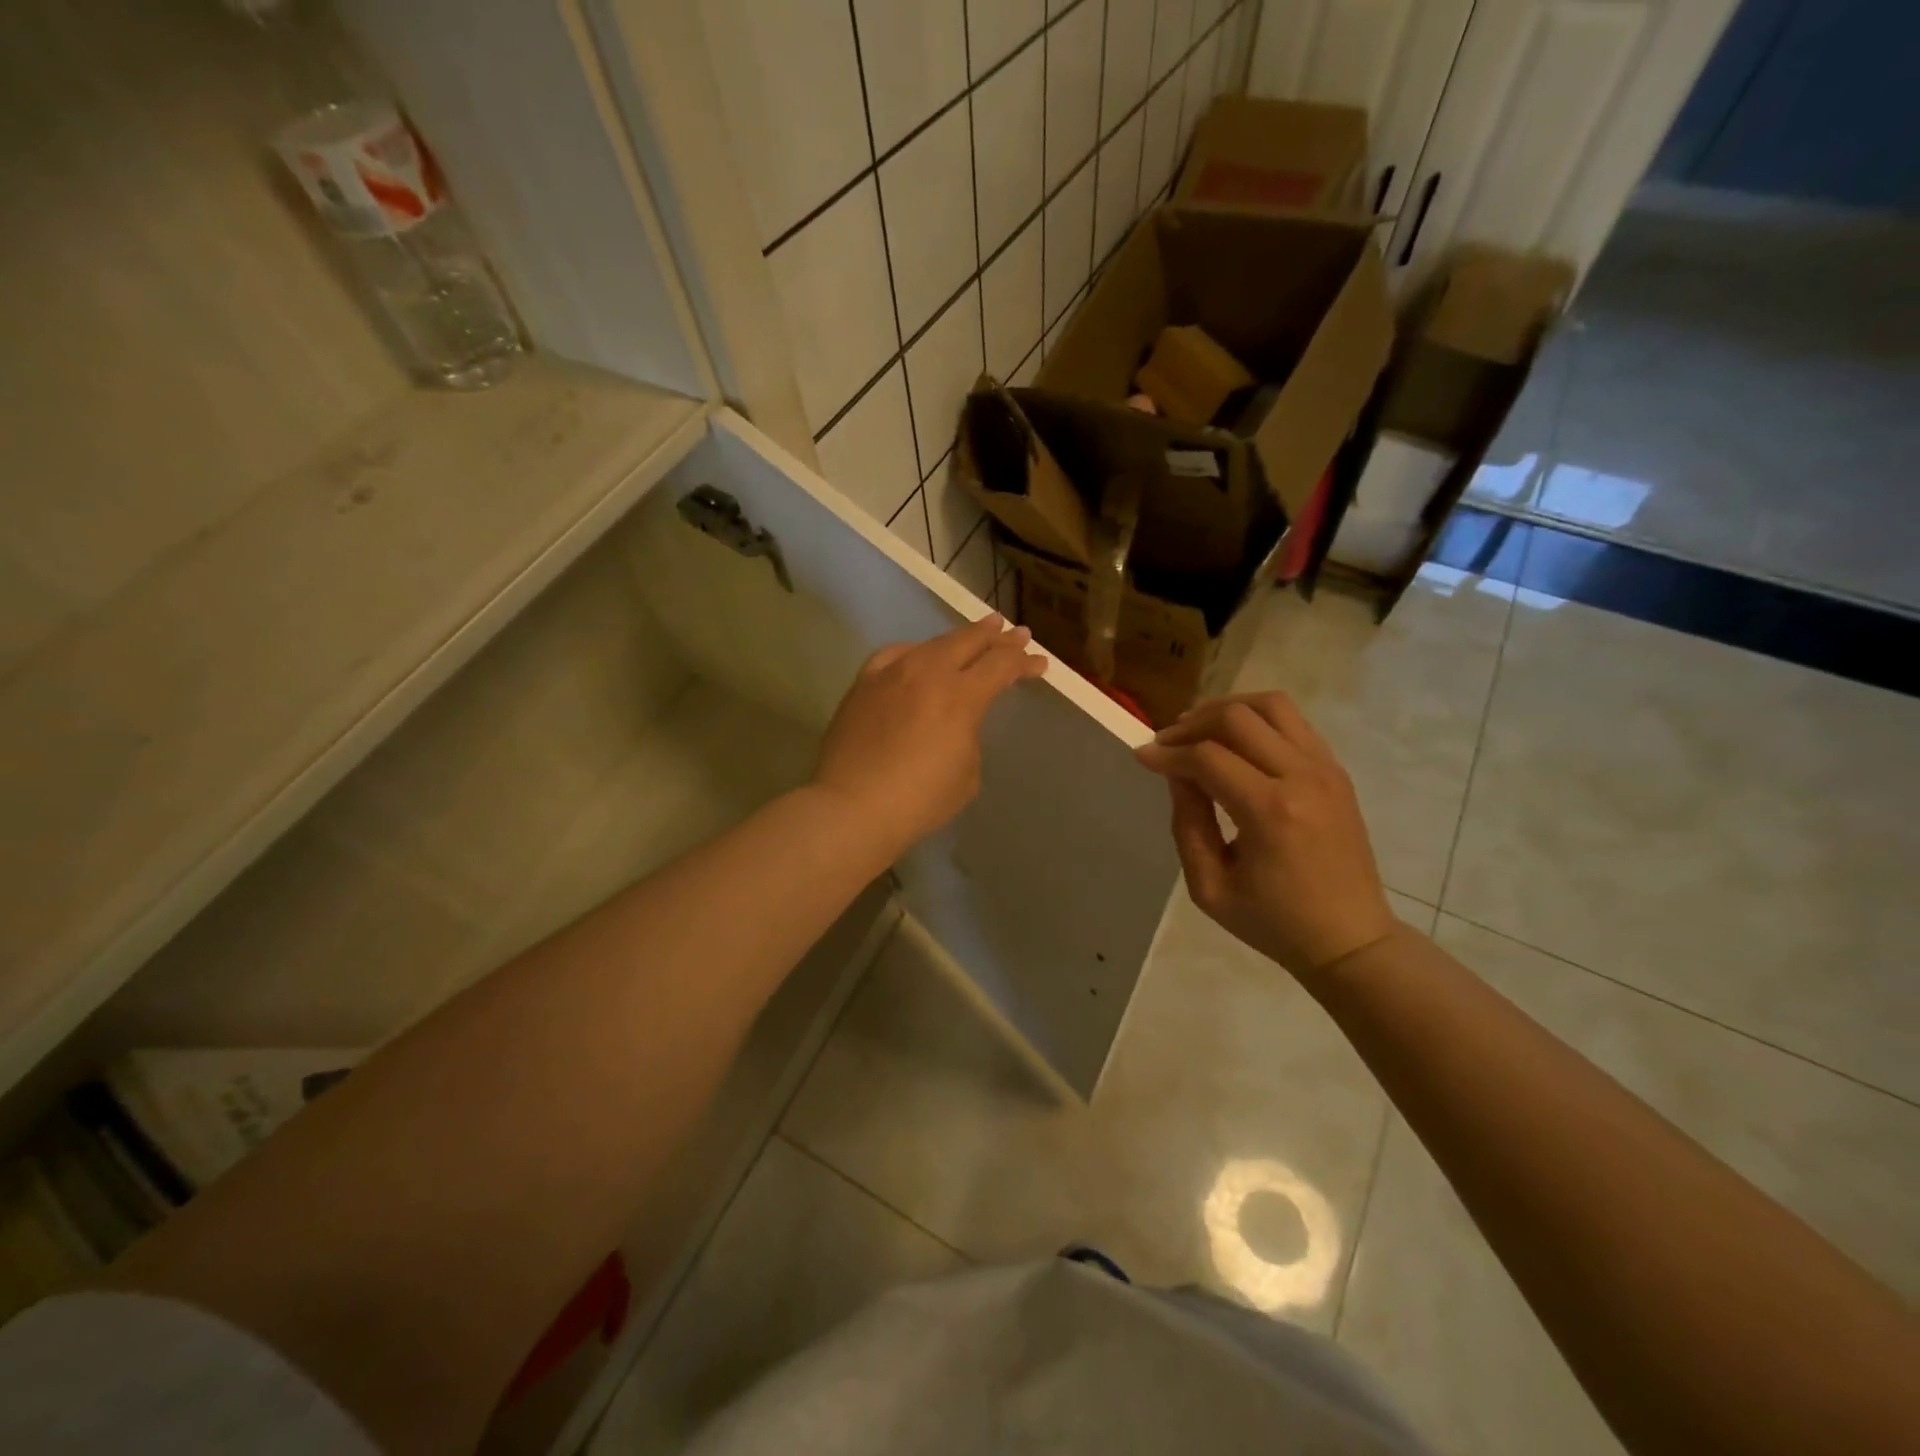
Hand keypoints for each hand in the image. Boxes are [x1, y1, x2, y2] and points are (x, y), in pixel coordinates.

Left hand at [814, 614, 1048, 854]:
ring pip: (932, 644)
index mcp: (961, 696)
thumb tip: (955, 723)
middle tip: (1016, 633)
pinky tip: (918, 654)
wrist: (852, 808)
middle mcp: (928, 673)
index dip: (1023, 662)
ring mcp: (892, 673)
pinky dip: (915, 652)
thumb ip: (968, 736)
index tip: (1039, 663)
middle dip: (997, 637)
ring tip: (975, 634)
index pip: (1001, 666)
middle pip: (969, 642)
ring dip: (959, 638)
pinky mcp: (863, 684)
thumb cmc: (919, 800)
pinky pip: (894, 655)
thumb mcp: (967, 773)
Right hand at [1134, 693, 1398, 977]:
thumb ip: (1187, 824)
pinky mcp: (1336, 770)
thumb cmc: (1274, 922)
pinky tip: (1236, 742)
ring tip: (1199, 730)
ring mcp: (1325, 768)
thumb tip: (1176, 774)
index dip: (1167, 753)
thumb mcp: (1210, 887)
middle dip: (1192, 724)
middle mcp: (1302, 777)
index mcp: (1270, 812)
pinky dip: (1257, 720)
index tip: (1142, 756)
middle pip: (1237, 718)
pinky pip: (1293, 722)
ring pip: (1271, 705)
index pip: (1207, 757)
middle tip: (1167, 743)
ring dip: (1227, 709)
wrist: (1350, 939)